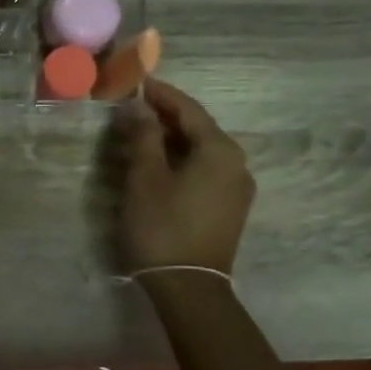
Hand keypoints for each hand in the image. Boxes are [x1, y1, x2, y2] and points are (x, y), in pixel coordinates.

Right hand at [114, 79, 254, 276]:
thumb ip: (143, 136)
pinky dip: (181, 161)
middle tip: (133, 109)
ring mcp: (237, 188)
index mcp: (219, 150)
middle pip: (198, 129)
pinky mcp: (230, 208)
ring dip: (171, 140)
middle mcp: (236, 163)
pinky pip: (205, 171)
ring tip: (140, 136)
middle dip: (165, 117)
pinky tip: (159, 166)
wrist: (189, 287)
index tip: (137, 82)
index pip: (188, 109)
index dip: (160, 94)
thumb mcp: (145, 177)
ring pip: (201, 151)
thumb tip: (138, 106)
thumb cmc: (163, 226)